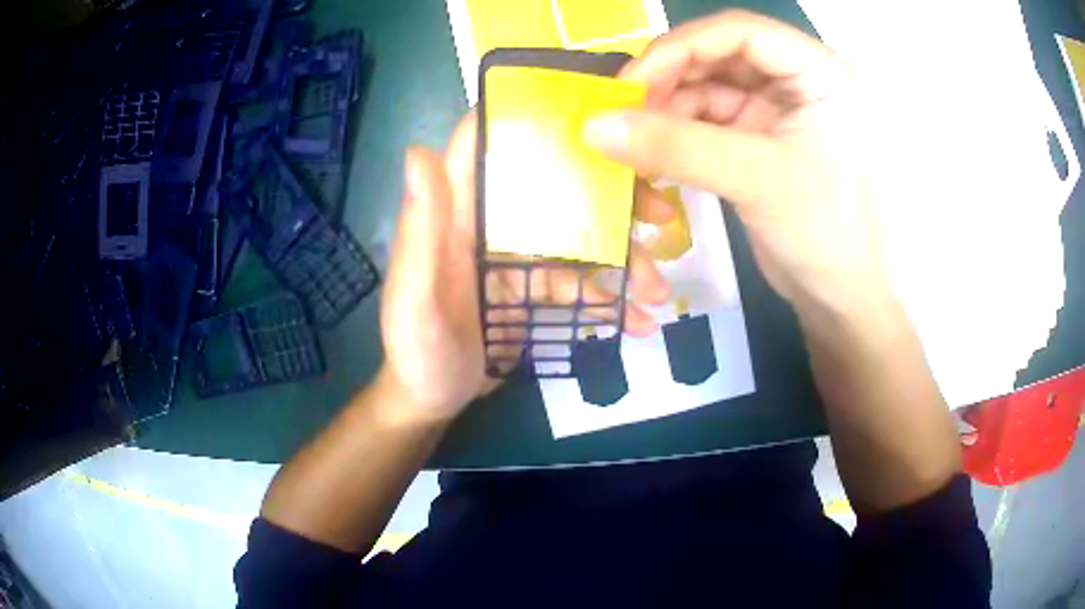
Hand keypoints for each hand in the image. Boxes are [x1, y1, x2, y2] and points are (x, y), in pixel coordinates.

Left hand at [377, 113, 671, 424]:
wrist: (431, 401)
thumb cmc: (416, 351)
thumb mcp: (413, 298)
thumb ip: (418, 231)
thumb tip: (418, 152)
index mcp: (456, 211)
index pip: (487, 143)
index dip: (530, 116)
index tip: (592, 116)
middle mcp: (490, 221)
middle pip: (555, 187)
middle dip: (610, 196)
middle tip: (660, 216)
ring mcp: (517, 255)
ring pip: (579, 238)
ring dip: (622, 260)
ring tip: (656, 293)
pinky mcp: (535, 287)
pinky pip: (581, 283)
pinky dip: (611, 299)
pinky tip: (639, 321)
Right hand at [584, 10, 888, 316]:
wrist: (839, 298)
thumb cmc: (824, 233)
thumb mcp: (757, 180)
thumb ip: (676, 147)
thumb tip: (593, 126)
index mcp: (819, 72)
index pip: (740, 31)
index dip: (682, 48)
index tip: (632, 85)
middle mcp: (799, 79)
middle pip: (719, 54)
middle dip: (669, 79)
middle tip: (623, 111)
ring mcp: (778, 108)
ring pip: (708, 86)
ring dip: (668, 108)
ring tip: (632, 138)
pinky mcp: (760, 137)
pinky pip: (708, 119)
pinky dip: (677, 132)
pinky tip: (652, 151)